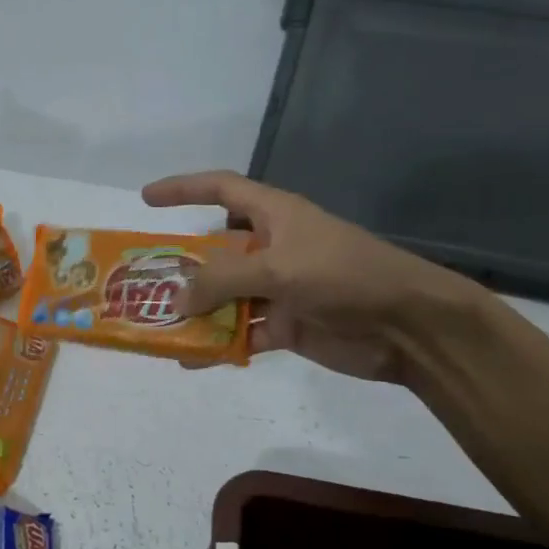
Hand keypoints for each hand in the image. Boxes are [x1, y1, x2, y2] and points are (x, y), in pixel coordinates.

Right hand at [140, 170, 482, 382]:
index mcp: (274, 216)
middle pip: (216, 252)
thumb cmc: (344, 276)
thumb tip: (177, 301)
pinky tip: (191, 359)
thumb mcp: (277, 269)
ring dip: (195, 313)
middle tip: (141, 283)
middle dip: (181, 266)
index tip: (145, 199)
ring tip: (156, 327)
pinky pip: (241, 333)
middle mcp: (272, 248)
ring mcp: (279, 289)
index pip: (221, 189)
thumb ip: (222, 281)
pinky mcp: (287, 325)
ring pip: (225, 297)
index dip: (182, 189)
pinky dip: (218, 345)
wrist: (407, 326)